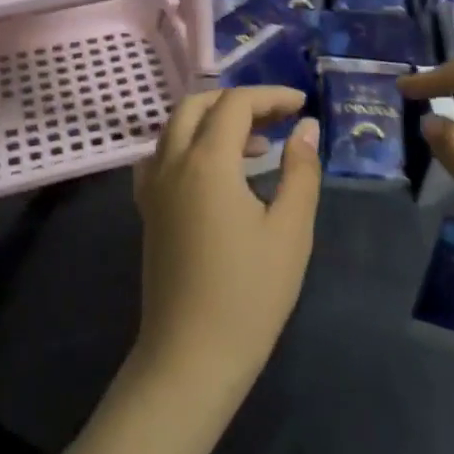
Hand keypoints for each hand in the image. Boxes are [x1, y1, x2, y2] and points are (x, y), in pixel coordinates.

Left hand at [131, 87, 320, 399]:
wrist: (191, 356)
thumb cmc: (249, 294)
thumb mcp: (290, 231)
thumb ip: (300, 170)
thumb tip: (305, 127)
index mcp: (207, 161)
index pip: (235, 103)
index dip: (270, 96)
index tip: (301, 105)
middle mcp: (172, 162)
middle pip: (197, 105)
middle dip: (238, 101)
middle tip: (277, 118)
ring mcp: (153, 186)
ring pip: (176, 127)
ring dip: (213, 121)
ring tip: (257, 146)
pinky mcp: (148, 209)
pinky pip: (163, 155)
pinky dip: (190, 145)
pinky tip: (216, 172)